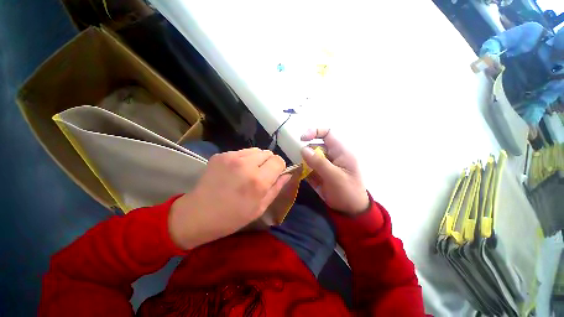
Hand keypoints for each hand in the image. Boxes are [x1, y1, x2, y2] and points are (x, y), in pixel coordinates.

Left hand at [168, 148, 290, 248]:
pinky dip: (244, 159)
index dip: (279, 167)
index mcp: (258, 180)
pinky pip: (241, 152)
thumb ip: (277, 188)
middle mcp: (246, 164)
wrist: (198, 214)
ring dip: (257, 159)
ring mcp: (231, 157)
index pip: (279, 161)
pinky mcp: (221, 155)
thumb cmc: (232, 217)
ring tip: (248, 172)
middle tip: (261, 175)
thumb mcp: (260, 207)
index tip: (274, 175)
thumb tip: (288, 174)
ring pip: (256, 150)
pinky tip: (236, 171)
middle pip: (268, 153)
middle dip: (269, 163)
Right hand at [301, 129, 368, 214]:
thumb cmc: (347, 192)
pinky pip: (309, 167)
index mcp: (340, 151)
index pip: (328, 133)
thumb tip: (303, 149)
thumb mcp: (335, 177)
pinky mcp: (319, 173)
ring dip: (304, 162)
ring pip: (310, 157)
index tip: (302, 139)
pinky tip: (300, 175)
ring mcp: (324, 164)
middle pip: (315, 146)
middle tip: (302, 163)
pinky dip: (303, 169)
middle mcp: (331, 155)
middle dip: (307, 152)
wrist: (350, 211)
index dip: (315, 132)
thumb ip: (319, 162)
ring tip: (301, 170)